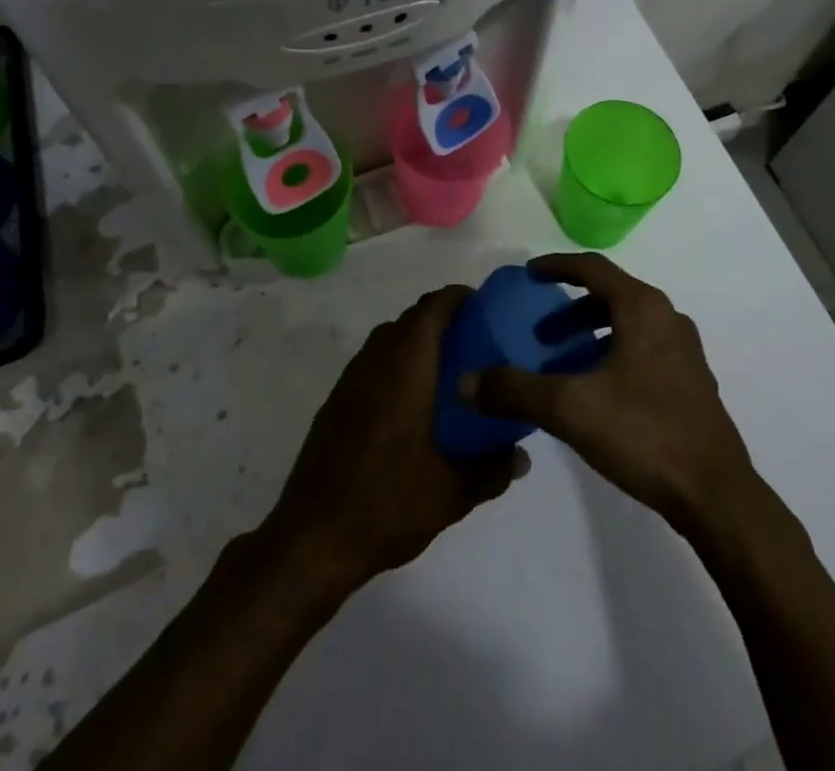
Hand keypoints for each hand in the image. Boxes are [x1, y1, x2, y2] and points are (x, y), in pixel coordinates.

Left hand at [262, 284, 525, 596]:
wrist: (312, 537)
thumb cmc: (387, 504)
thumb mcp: (451, 493)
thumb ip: (492, 469)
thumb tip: (522, 456)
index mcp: (405, 366)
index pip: (433, 307)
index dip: (459, 298)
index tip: (487, 309)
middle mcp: (376, 359)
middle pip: (412, 319)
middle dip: (444, 321)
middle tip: (478, 344)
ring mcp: (351, 379)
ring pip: (391, 339)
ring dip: (419, 343)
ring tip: (451, 372)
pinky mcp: (337, 400)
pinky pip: (374, 363)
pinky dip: (398, 365)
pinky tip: (414, 404)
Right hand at [463, 253, 758, 530]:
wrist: (716, 495)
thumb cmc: (643, 433)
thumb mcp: (569, 408)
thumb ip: (514, 390)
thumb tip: (464, 382)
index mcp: (643, 308)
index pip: (593, 268)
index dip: (557, 266)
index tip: (529, 274)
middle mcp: (667, 319)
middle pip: (610, 296)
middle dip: (570, 311)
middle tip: (540, 334)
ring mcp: (684, 352)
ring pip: (628, 326)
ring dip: (591, 336)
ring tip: (562, 365)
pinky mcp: (691, 383)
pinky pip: (643, 350)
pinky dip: (613, 355)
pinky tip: (596, 393)